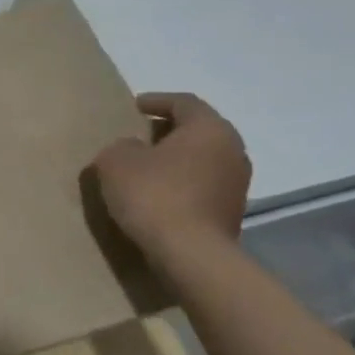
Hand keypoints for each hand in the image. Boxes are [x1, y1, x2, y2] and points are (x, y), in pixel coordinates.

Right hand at [91, 92, 251, 258]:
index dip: (157, 101)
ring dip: (176, 159)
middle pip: (199, 130)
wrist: (190, 254)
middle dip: (169, 130)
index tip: (134, 106)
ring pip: (203, 159)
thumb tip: (134, 149)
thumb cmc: (153, 194)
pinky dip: (182, 183)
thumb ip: (122, 146)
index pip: (184, 102)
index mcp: (209, 129)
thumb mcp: (116, 160)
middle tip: (139, 134)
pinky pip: (203, 185)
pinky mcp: (232, 212)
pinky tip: (158, 193)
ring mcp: (238, 184)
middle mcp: (233, 151)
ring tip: (146, 166)